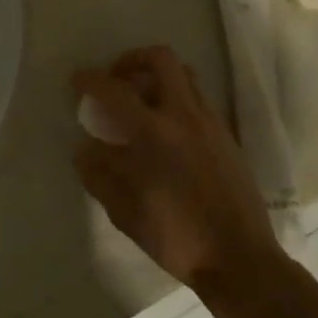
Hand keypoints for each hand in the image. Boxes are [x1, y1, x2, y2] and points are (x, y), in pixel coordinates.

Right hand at [73, 46, 288, 298]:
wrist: (240, 258)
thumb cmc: (177, 238)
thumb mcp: (125, 212)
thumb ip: (99, 175)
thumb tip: (84, 149)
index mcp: (153, 134)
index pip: (114, 90)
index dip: (90, 80)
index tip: (77, 81)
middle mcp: (184, 116)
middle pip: (160, 59)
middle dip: (132, 60)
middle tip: (117, 80)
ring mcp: (210, 123)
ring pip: (185, 74)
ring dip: (158, 76)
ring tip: (142, 102)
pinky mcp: (227, 135)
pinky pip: (199, 98)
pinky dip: (178, 98)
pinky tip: (168, 129)